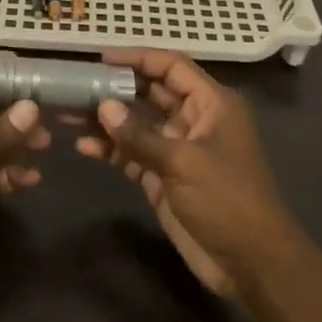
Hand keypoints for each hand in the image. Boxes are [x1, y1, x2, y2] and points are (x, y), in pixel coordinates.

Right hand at [75, 49, 299, 300]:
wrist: (251, 264)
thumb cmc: (227, 200)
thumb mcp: (183, 163)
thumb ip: (140, 135)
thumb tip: (103, 106)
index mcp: (212, 104)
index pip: (171, 67)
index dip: (138, 57)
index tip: (101, 58)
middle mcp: (195, 119)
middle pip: (151, 92)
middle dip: (116, 88)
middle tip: (77, 85)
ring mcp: (179, 149)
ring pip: (138, 124)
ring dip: (108, 120)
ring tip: (70, 115)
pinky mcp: (165, 176)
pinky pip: (134, 153)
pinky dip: (111, 149)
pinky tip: (84, 147)